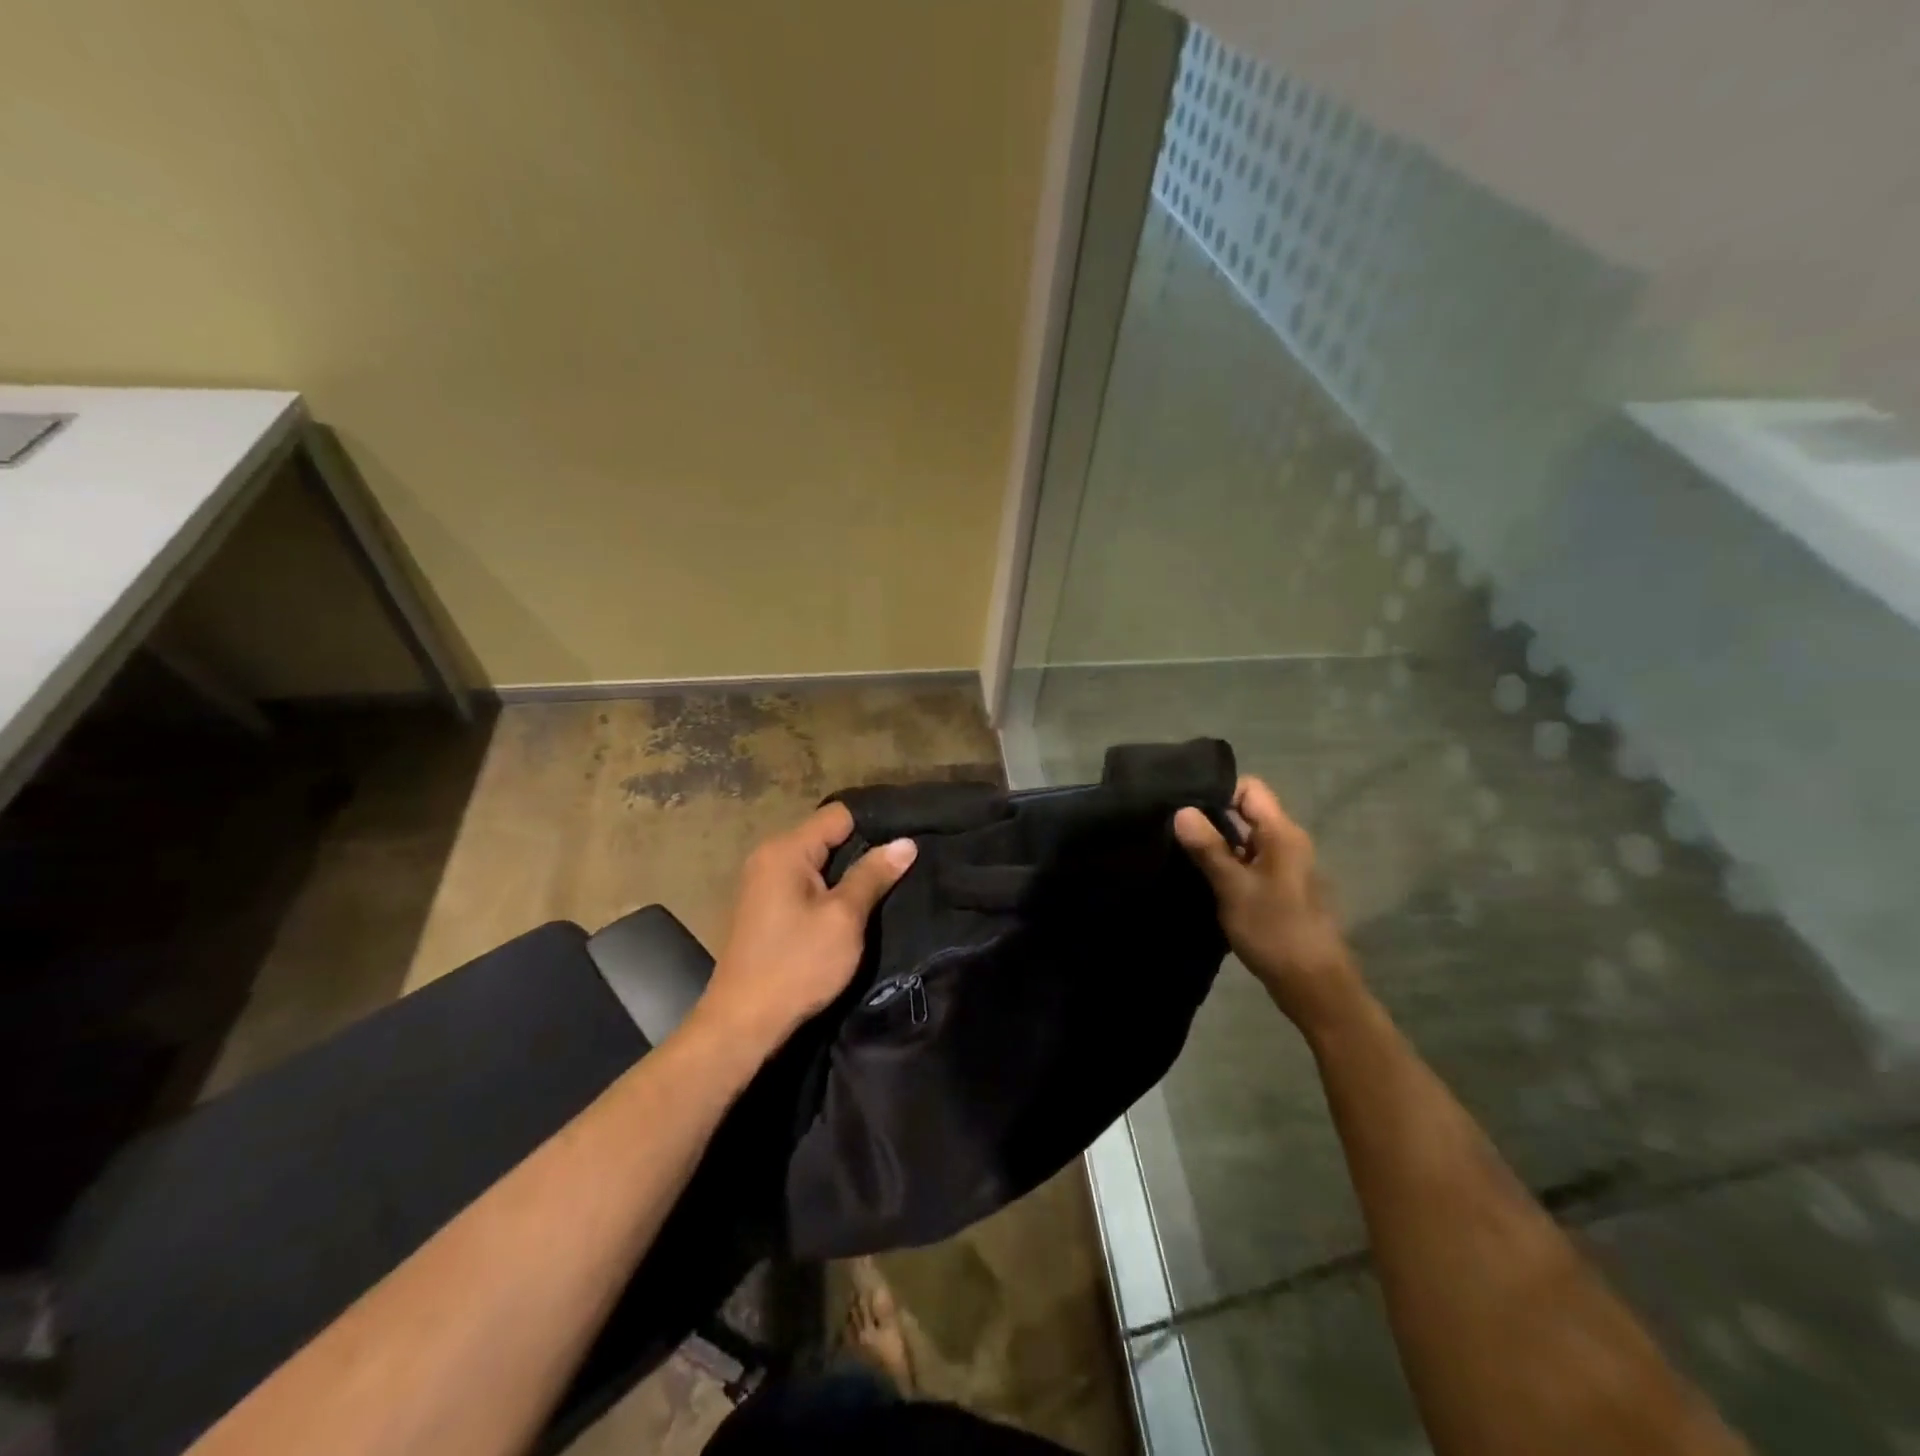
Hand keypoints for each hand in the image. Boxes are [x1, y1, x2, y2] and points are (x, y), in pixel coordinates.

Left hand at [697, 803, 916, 1053]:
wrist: (742, 1023)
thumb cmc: (797, 965)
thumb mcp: (844, 919)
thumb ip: (873, 875)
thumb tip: (906, 842)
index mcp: (786, 850)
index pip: (838, 815)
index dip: (875, 823)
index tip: (908, 839)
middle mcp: (770, 856)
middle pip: (827, 835)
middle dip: (864, 848)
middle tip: (904, 863)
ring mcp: (763, 881)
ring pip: (818, 861)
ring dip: (848, 871)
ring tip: (888, 881)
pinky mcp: (765, 906)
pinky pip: (805, 882)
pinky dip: (829, 888)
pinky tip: (854, 904)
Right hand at [1174, 777, 1363, 1036]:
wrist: (1314, 985)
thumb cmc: (1275, 931)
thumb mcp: (1234, 888)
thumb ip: (1208, 848)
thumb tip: (1181, 810)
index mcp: (1282, 834)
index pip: (1250, 788)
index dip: (1218, 790)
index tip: (1184, 805)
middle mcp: (1287, 842)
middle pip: (1246, 811)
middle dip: (1211, 817)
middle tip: (1173, 828)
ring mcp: (1285, 866)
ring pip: (1246, 838)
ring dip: (1217, 842)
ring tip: (1180, 850)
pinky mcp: (1279, 887)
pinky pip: (1249, 860)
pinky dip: (1227, 863)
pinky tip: (1201, 877)